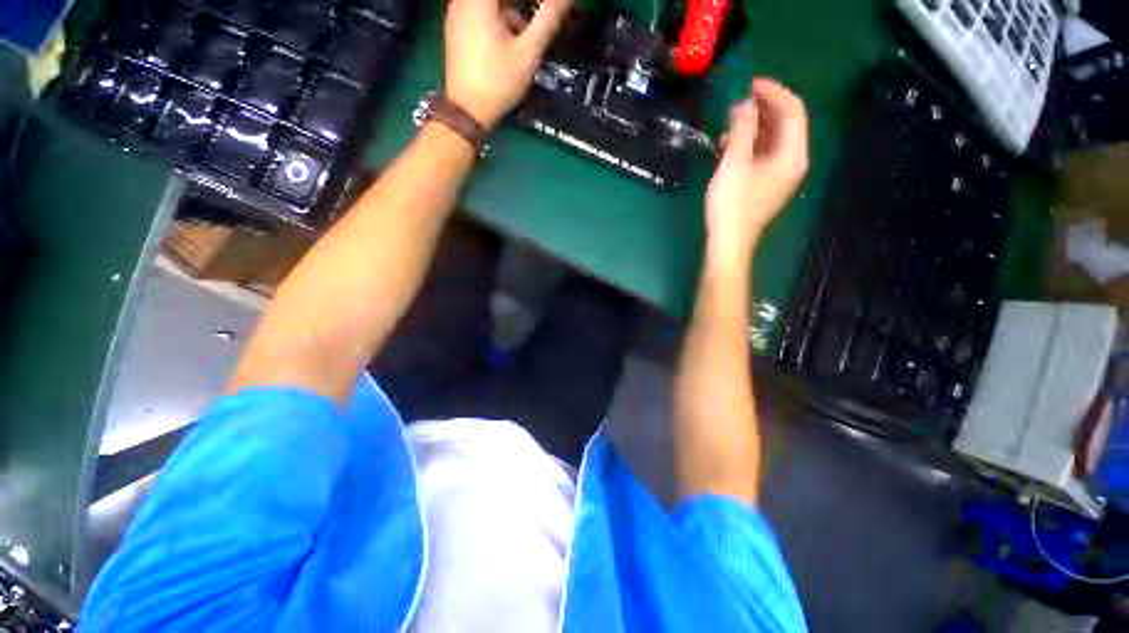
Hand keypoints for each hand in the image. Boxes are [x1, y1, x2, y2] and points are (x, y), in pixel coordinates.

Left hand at [444, 0, 571, 129]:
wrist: (466, 112)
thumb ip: (548, 20)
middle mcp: (463, 0)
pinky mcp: (456, 30)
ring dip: (509, 11)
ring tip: (525, 32)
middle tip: (539, 16)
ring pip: (489, 4)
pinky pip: (479, 11)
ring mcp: (456, 14)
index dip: (531, 2)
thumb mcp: (527, 53)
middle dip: (519, 8)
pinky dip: (497, 18)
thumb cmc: (498, 83)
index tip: (543, 8)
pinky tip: (509, 40)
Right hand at [705, 78, 808, 262]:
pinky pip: (762, 155)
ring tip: (729, 123)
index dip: (774, 92)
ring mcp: (779, 175)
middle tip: (738, 100)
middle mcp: (792, 161)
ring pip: (772, 139)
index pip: (793, 111)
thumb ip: (741, 129)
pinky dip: (749, 145)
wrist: (729, 242)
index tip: (750, 83)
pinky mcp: (766, 184)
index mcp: (792, 154)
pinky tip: (728, 146)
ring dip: (753, 127)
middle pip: (785, 124)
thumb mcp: (734, 163)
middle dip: (763, 108)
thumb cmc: (732, 204)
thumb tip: (744, 103)